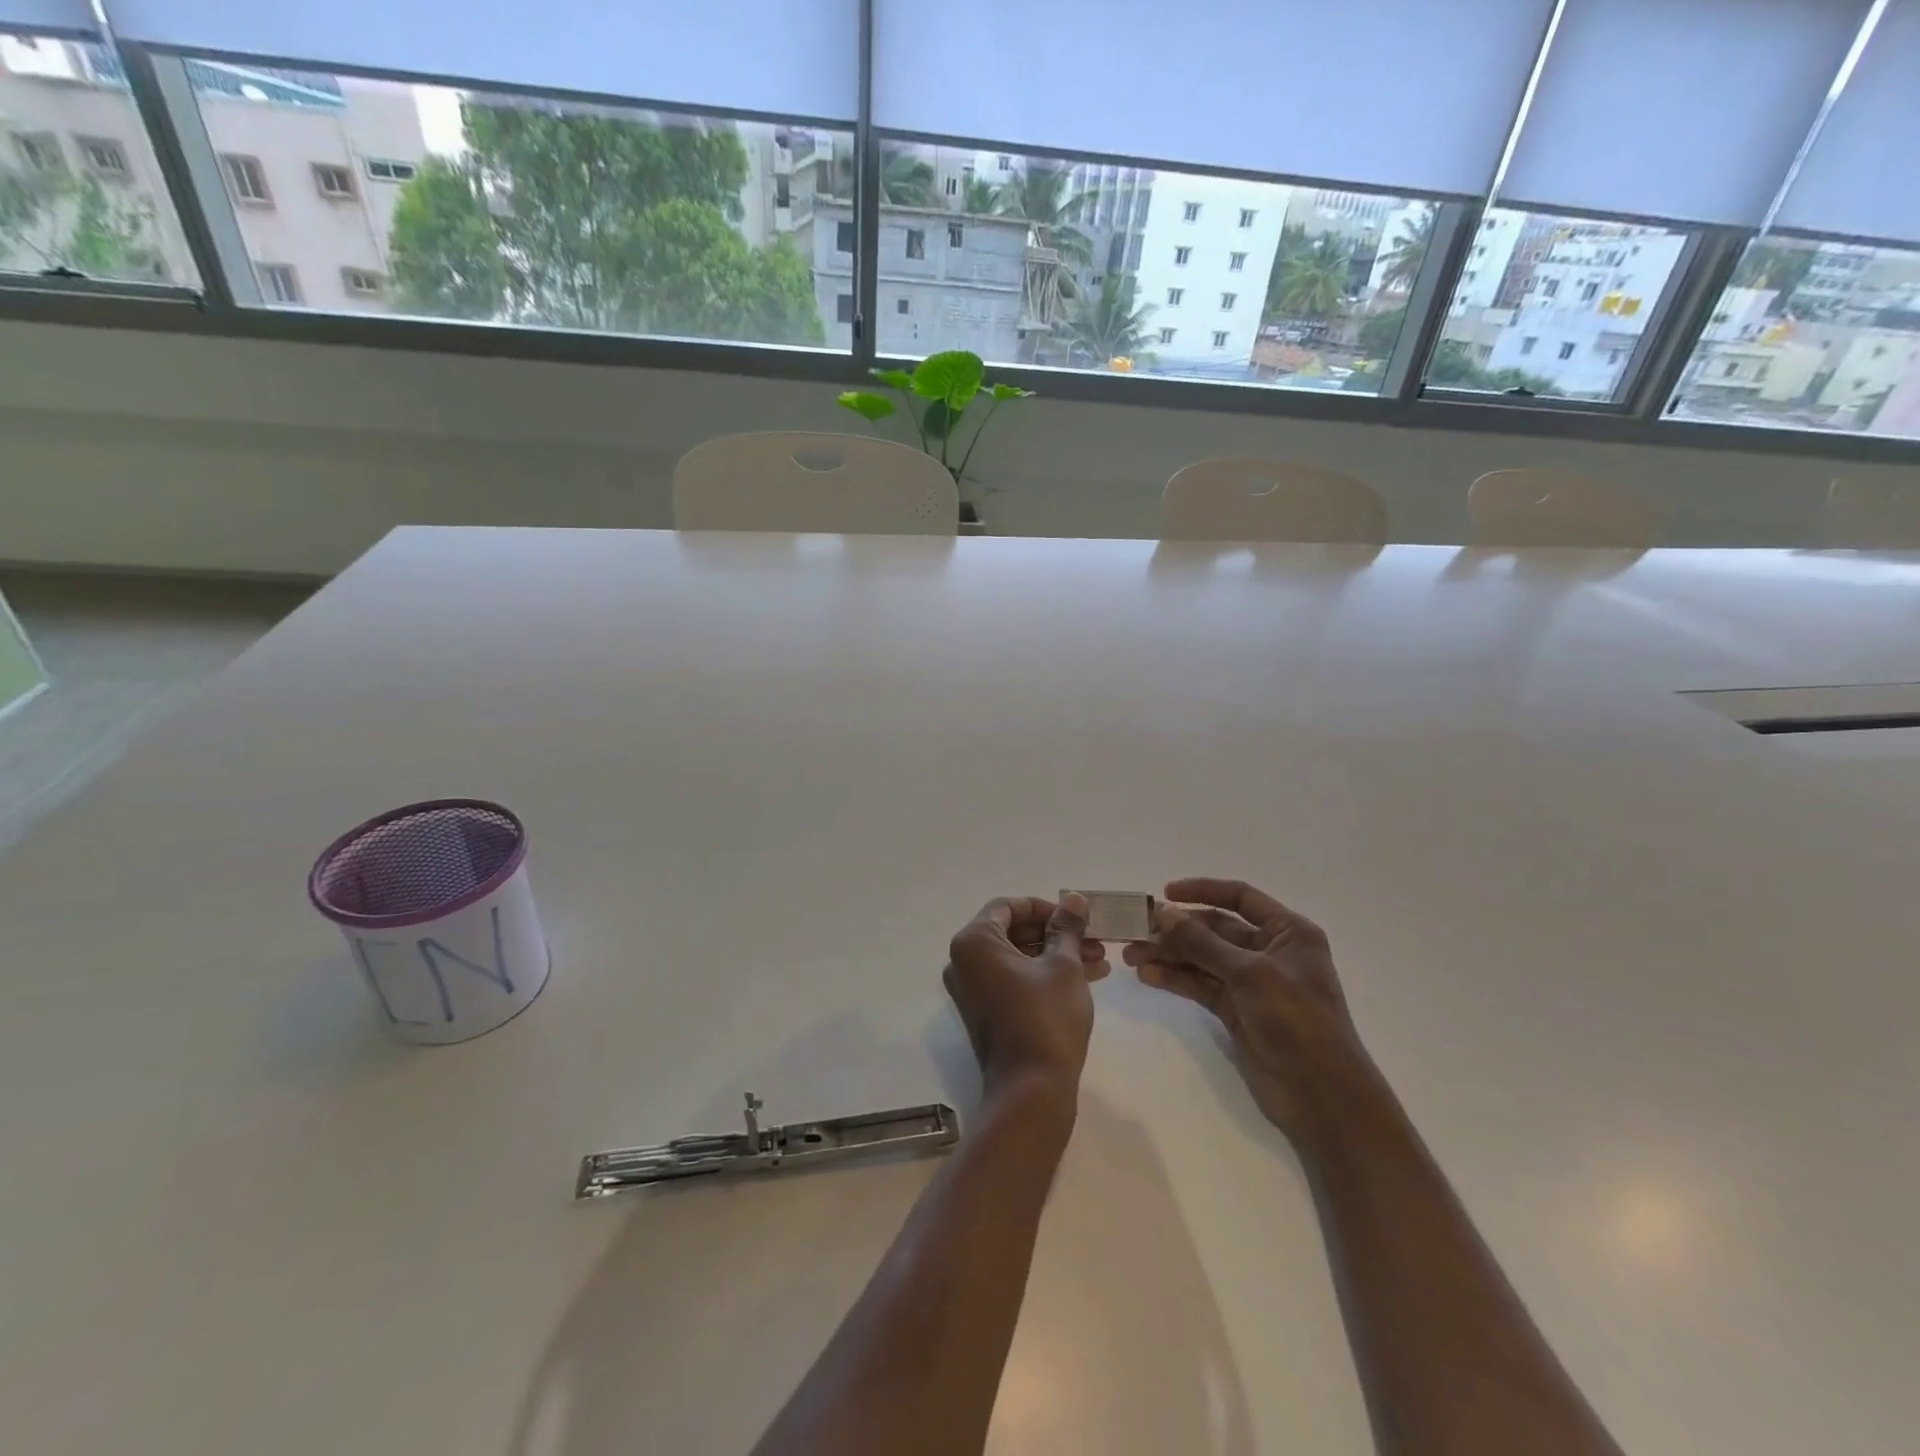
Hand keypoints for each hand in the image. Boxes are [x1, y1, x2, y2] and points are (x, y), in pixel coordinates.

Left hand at [944, 895, 1108, 1108]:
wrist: (1031, 1091)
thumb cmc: (1046, 1018)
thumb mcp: (1063, 966)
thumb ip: (1066, 928)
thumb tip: (1074, 898)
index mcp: (974, 942)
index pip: (1008, 907)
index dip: (1044, 907)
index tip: (1075, 918)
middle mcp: (964, 962)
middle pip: (1013, 932)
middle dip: (1055, 933)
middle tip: (1092, 939)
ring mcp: (972, 990)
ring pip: (1018, 958)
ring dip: (1056, 955)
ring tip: (1099, 960)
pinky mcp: (985, 1012)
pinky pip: (1014, 980)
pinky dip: (1044, 975)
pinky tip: (1087, 977)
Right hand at [1124, 878, 1372, 1144]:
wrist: (1322, 1097)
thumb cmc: (1298, 1022)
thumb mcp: (1251, 974)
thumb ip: (1203, 943)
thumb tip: (1162, 913)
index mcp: (1288, 932)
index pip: (1240, 897)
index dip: (1203, 891)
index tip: (1165, 893)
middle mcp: (1269, 952)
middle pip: (1215, 929)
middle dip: (1176, 930)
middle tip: (1135, 931)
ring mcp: (1251, 983)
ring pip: (1202, 959)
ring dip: (1169, 955)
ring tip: (1131, 956)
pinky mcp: (1236, 1011)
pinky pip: (1200, 985)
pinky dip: (1175, 979)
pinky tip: (1148, 976)